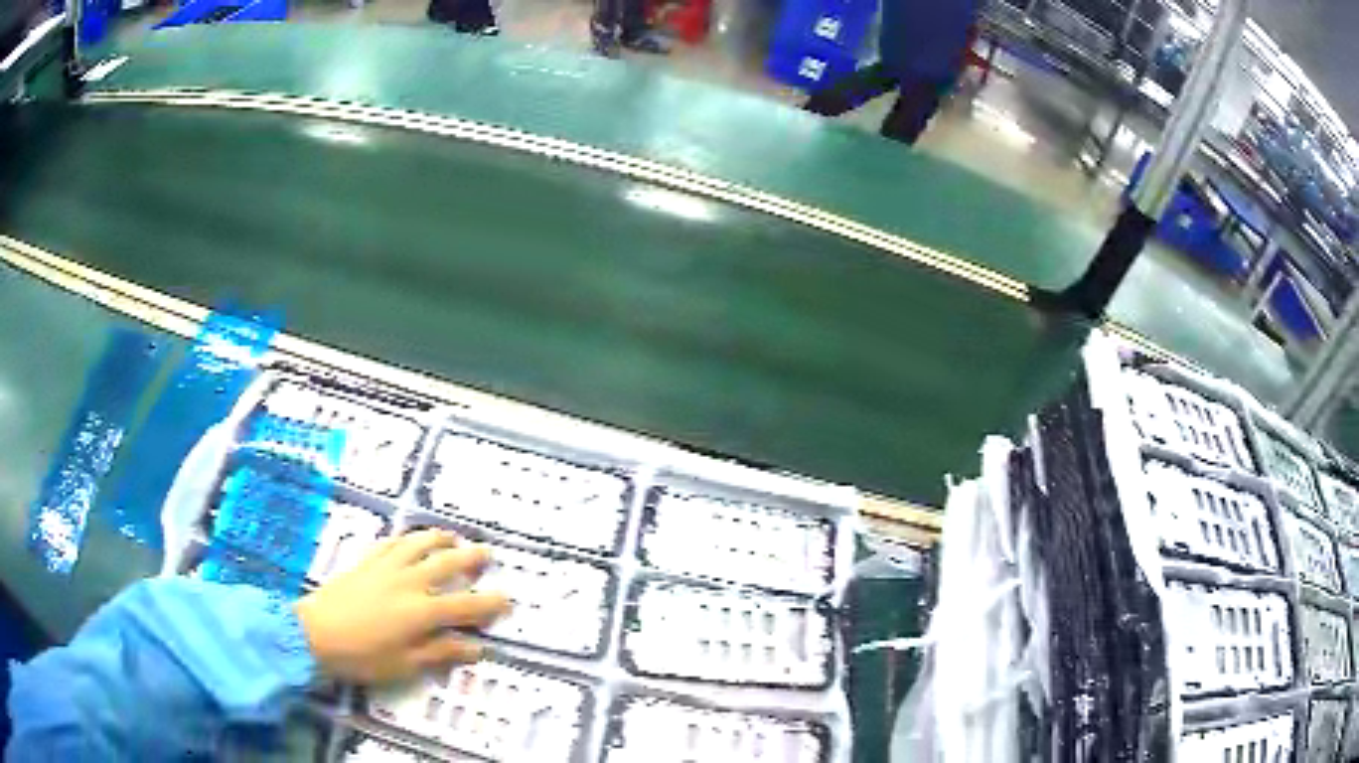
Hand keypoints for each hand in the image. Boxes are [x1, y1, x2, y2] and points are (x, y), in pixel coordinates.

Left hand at [295, 529, 509, 684]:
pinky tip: (409, 539)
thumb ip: (440, 652)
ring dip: (439, 538)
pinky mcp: (366, 562)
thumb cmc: (362, 656)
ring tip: (452, 537)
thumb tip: (475, 648)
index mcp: (422, 611)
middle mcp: (409, 582)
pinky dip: (405, 538)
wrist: (314, 633)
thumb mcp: (404, 664)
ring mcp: (386, 568)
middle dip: (470, 558)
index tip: (507, 599)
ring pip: (418, 544)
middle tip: (486, 553)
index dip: (489, 603)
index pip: (465, 605)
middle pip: (446, 564)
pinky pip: (390, 542)